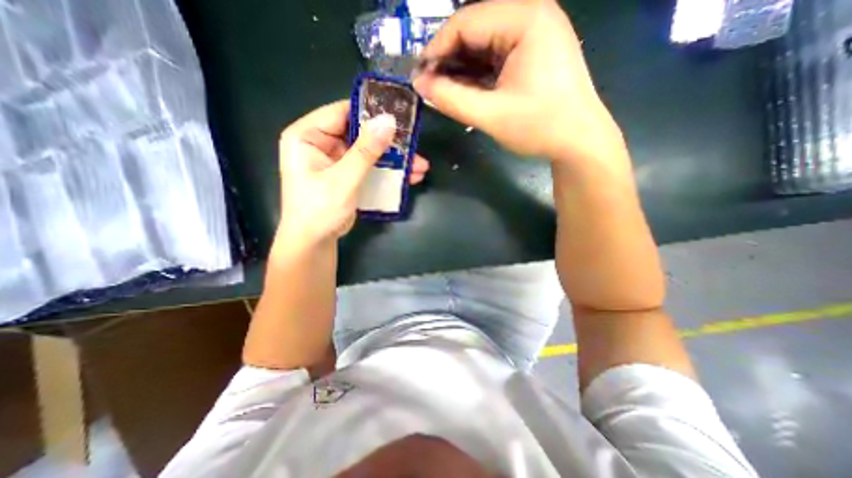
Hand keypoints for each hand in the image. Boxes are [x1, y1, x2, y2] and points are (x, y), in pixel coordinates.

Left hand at [277, 99, 429, 242]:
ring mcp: (336, 160)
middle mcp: (321, 143)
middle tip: (414, 145)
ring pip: (369, 151)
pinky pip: (370, 166)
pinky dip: (388, 171)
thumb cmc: (320, 210)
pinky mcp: (347, 174)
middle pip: (360, 133)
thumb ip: (366, 151)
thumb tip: (388, 121)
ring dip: (394, 159)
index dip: (370, 112)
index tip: (399, 116)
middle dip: (389, 142)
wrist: (314, 242)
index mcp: (308, 135)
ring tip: (420, 166)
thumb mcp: (344, 179)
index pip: (342, 112)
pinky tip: (410, 176)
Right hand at [414, 0, 623, 169]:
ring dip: (460, 67)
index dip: (436, 48)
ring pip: (483, 45)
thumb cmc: (539, 127)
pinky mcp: (532, 54)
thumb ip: (451, 99)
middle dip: (448, 59)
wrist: (579, 141)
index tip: (418, 76)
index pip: (466, 22)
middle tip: (428, 86)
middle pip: (475, 30)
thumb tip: (419, 85)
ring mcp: (534, 35)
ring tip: (442, 90)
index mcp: (526, 20)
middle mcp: (531, 17)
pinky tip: (463, 89)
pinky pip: (495, 58)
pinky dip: (476, 74)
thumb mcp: (491, 115)